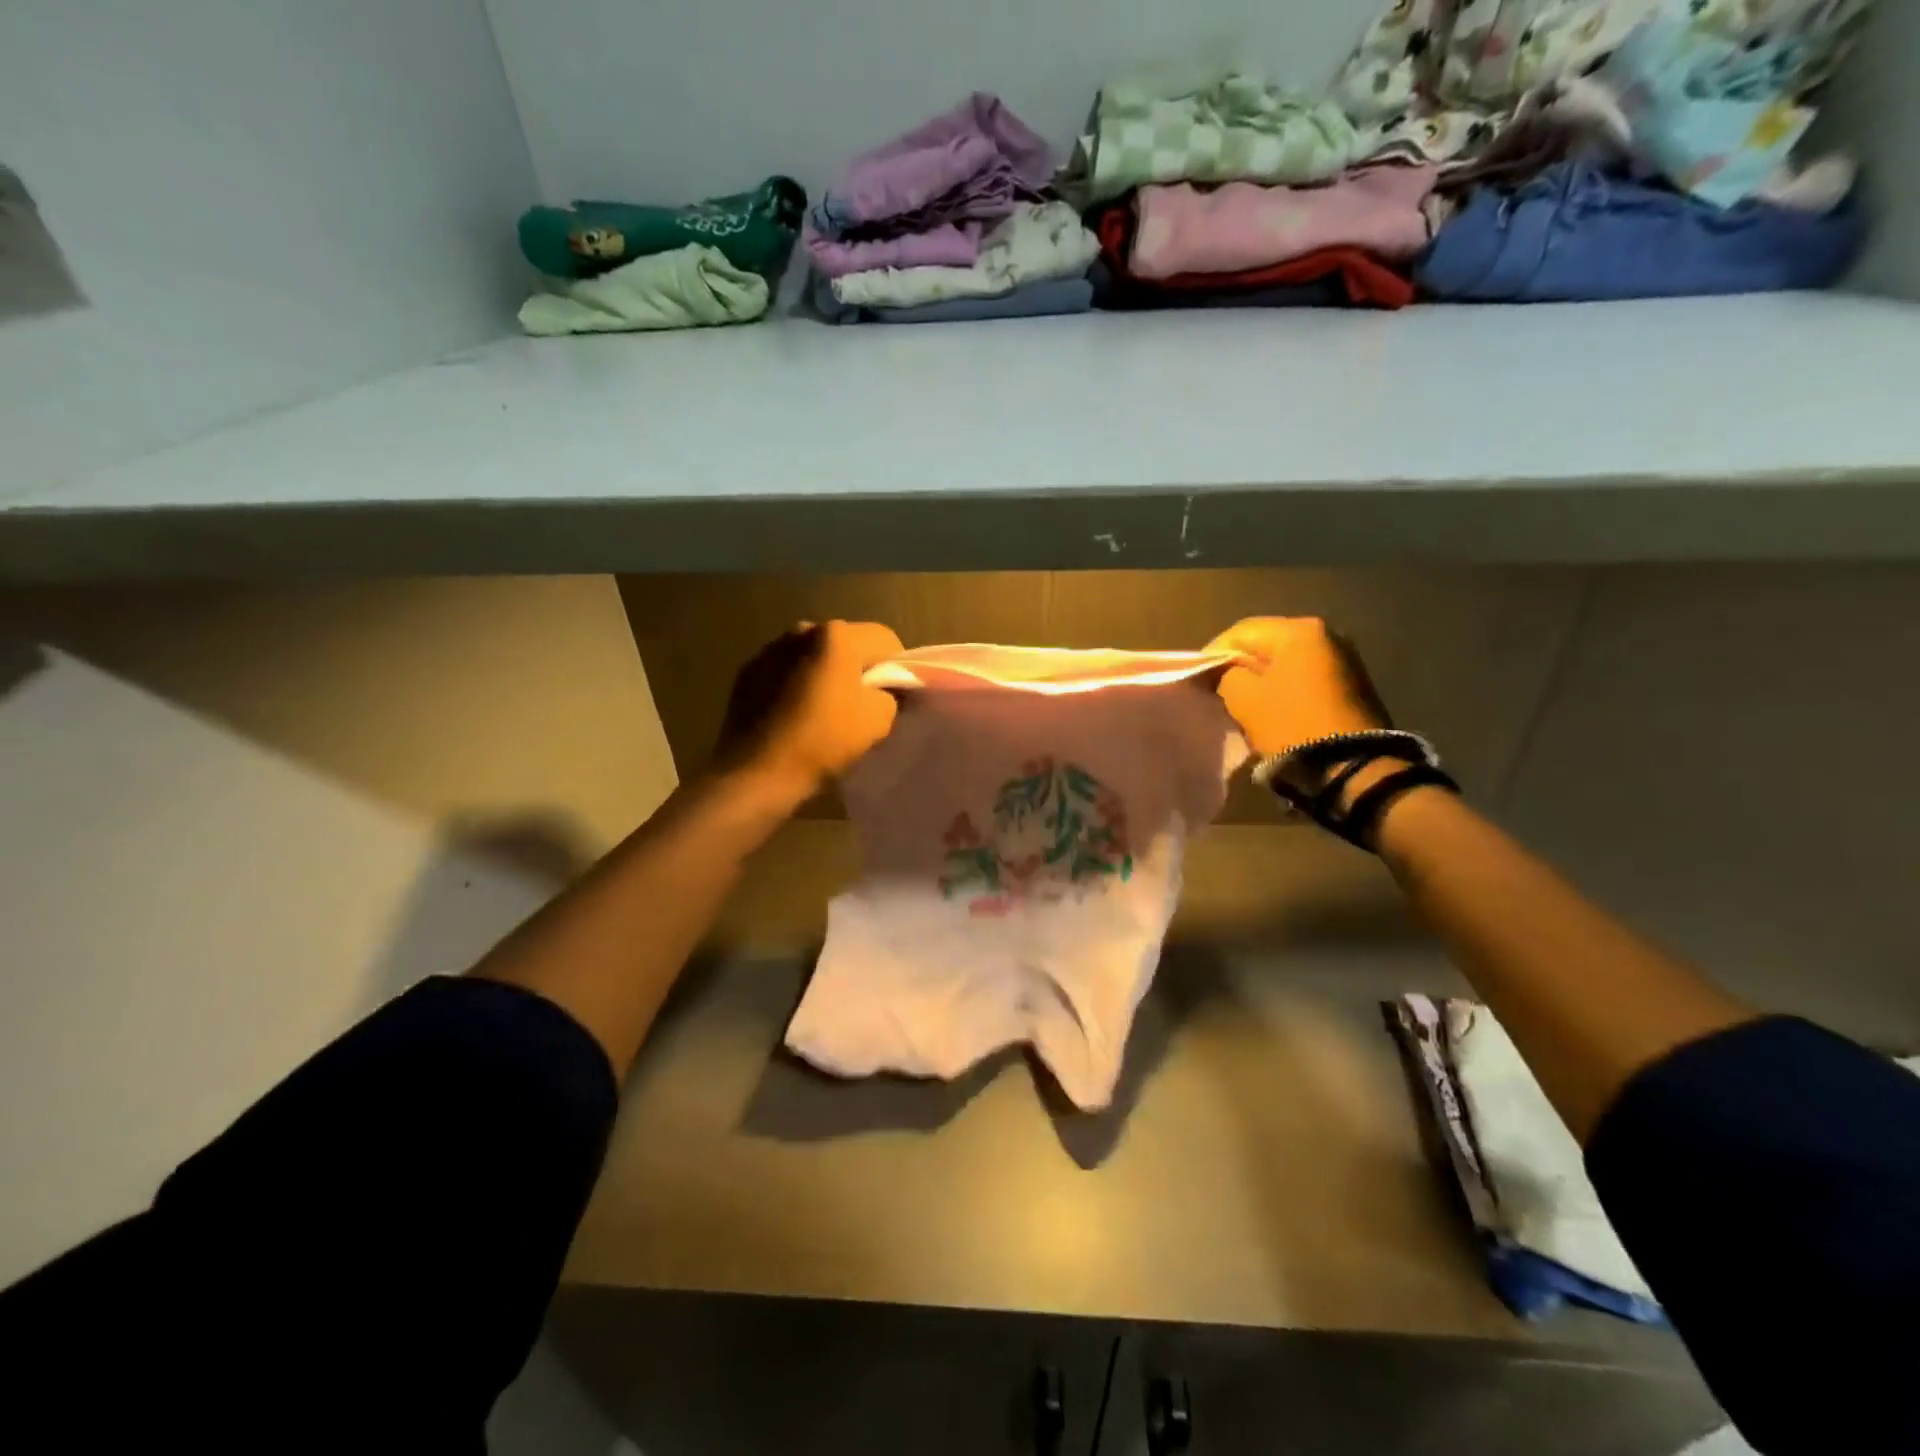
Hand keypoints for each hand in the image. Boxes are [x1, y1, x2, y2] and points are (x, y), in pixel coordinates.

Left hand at [714, 620, 904, 806]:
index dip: (896, 667)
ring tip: (822, 712)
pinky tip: (793, 716)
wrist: (756, 772)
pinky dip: (795, 685)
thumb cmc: (823, 742)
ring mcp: (770, 649)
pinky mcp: (747, 671)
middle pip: (847, 643)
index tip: (892, 697)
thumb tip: (884, 690)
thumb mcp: (879, 721)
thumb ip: (891, 695)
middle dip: (858, 668)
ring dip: (824, 674)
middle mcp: (802, 630)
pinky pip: (785, 671)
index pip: (885, 639)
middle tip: (859, 706)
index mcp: (838, 636)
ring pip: (813, 656)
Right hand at [1204, 616, 1390, 756]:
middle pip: (1266, 646)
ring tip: (1243, 705)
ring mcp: (1344, 660)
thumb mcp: (1243, 698)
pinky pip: (1304, 679)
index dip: (1213, 653)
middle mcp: (1326, 635)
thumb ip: (1224, 675)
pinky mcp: (1352, 686)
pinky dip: (1284, 691)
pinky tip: (1272, 712)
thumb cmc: (1290, 723)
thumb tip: (1223, 671)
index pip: (1240, 632)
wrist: (1351, 767)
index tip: (1198, 678)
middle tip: (1218, 691)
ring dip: (1262, 681)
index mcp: (1299, 631)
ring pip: (1285, 664)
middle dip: (1239, 667)